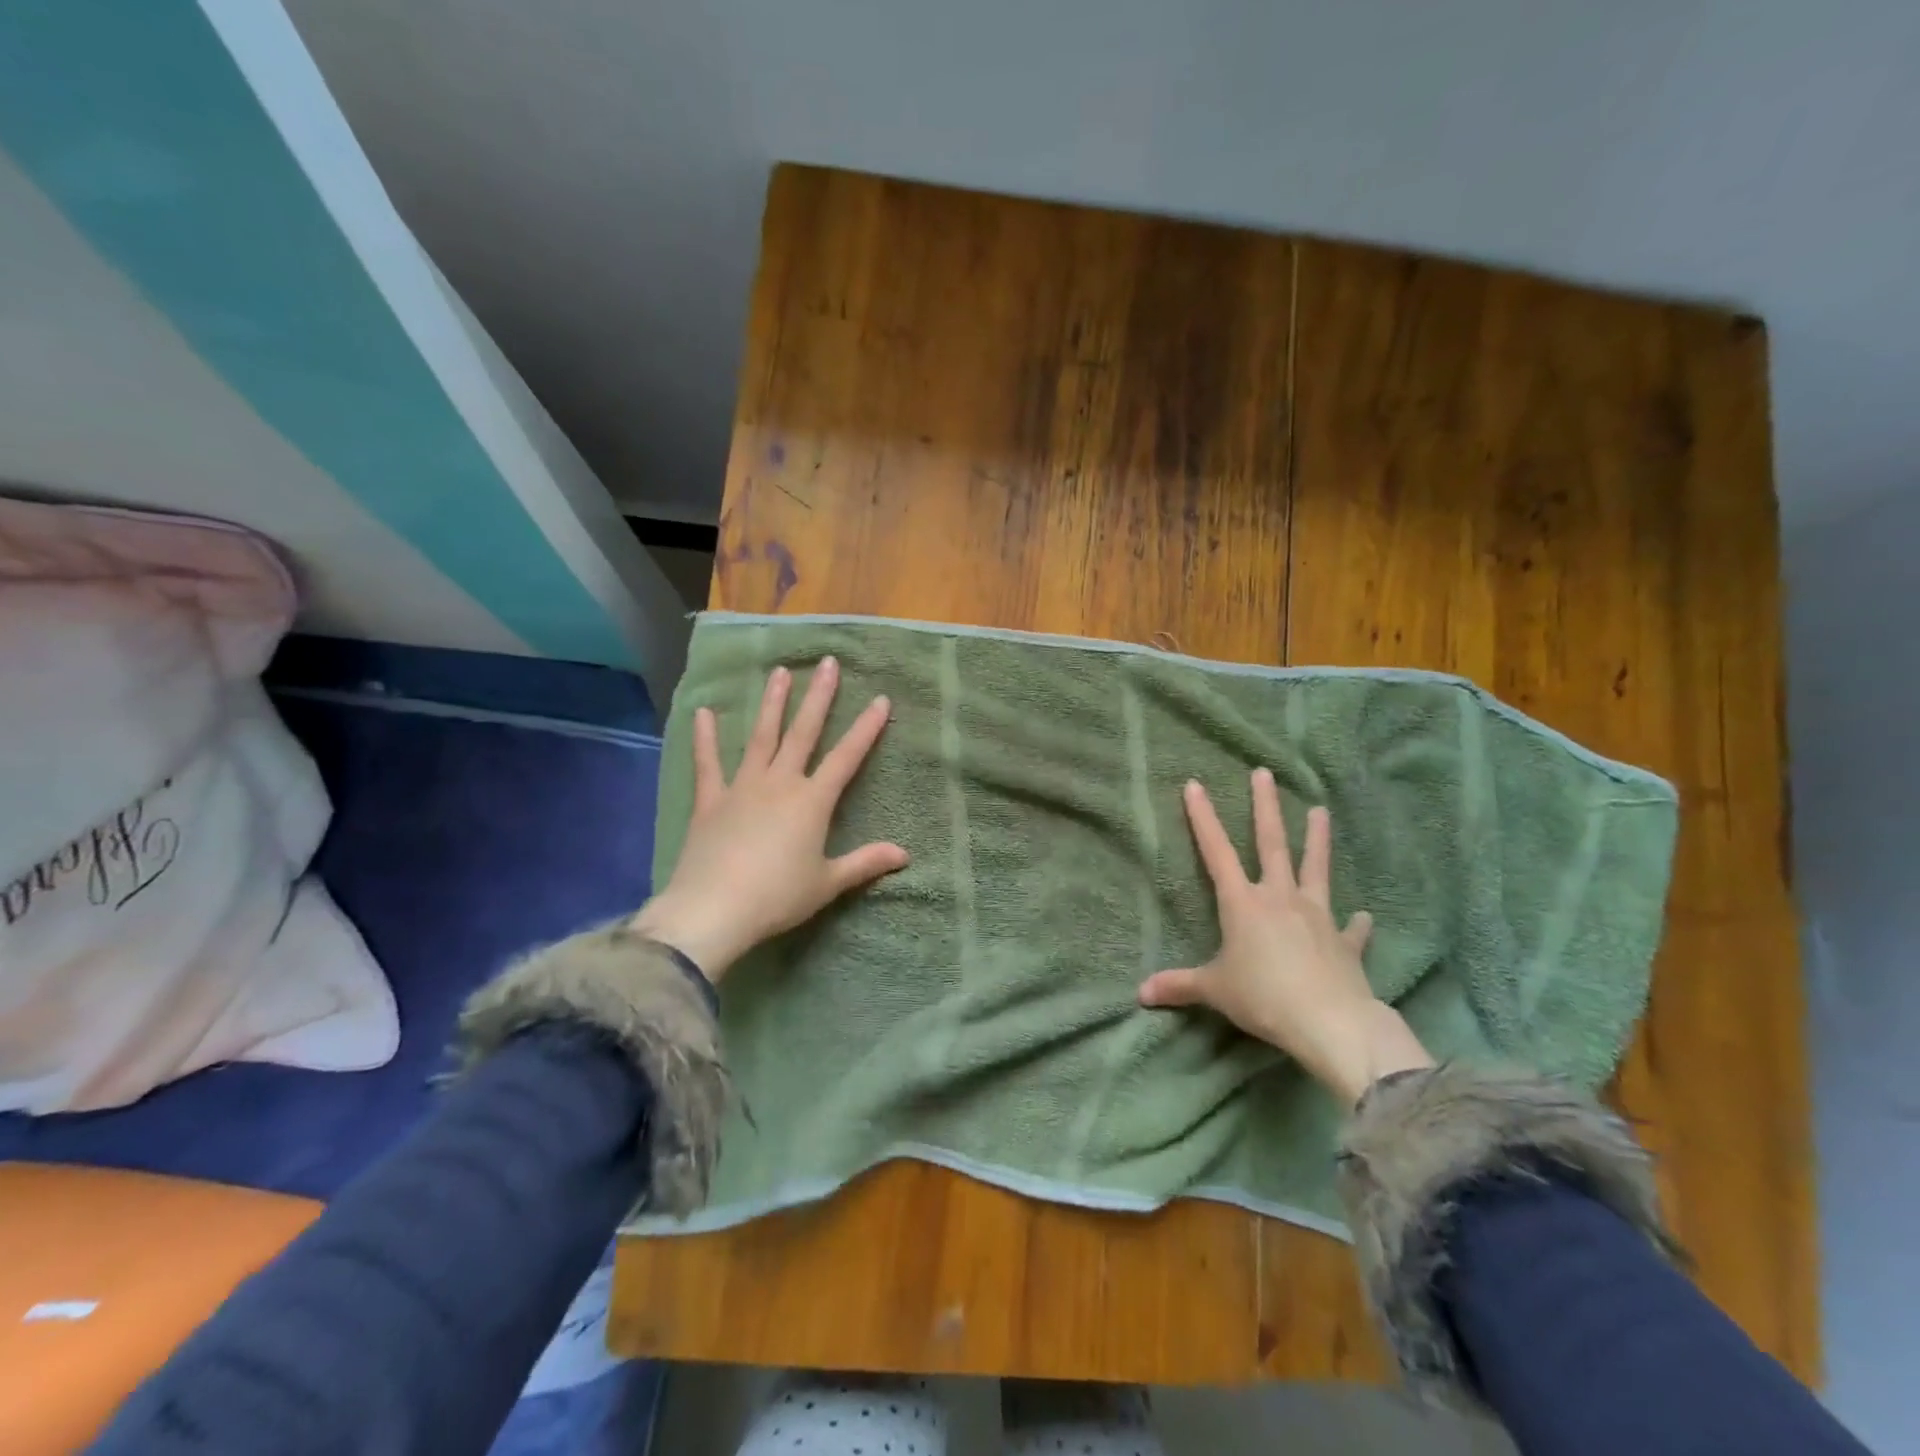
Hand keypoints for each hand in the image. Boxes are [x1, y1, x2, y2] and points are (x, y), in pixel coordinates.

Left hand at [632, 658, 907, 981]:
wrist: (713, 910)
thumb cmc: (777, 897)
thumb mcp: (827, 883)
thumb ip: (865, 863)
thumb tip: (905, 854)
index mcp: (812, 802)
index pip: (846, 757)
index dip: (866, 728)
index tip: (880, 699)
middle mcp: (780, 783)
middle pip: (803, 733)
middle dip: (819, 697)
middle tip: (827, 662)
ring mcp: (742, 788)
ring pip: (762, 737)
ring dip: (772, 703)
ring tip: (779, 672)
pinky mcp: (710, 801)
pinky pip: (708, 764)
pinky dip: (705, 739)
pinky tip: (703, 713)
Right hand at [1138, 769, 1432, 1104]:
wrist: (1330, 1022)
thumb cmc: (1263, 997)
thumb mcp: (1214, 990)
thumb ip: (1179, 985)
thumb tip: (1140, 993)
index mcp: (1243, 904)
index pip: (1216, 852)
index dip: (1203, 818)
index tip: (1195, 785)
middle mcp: (1280, 899)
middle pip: (1271, 844)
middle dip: (1265, 808)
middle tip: (1264, 774)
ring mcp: (1317, 917)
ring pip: (1316, 869)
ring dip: (1317, 840)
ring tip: (1321, 811)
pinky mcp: (1345, 943)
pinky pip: (1351, 930)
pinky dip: (1356, 924)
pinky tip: (1363, 917)